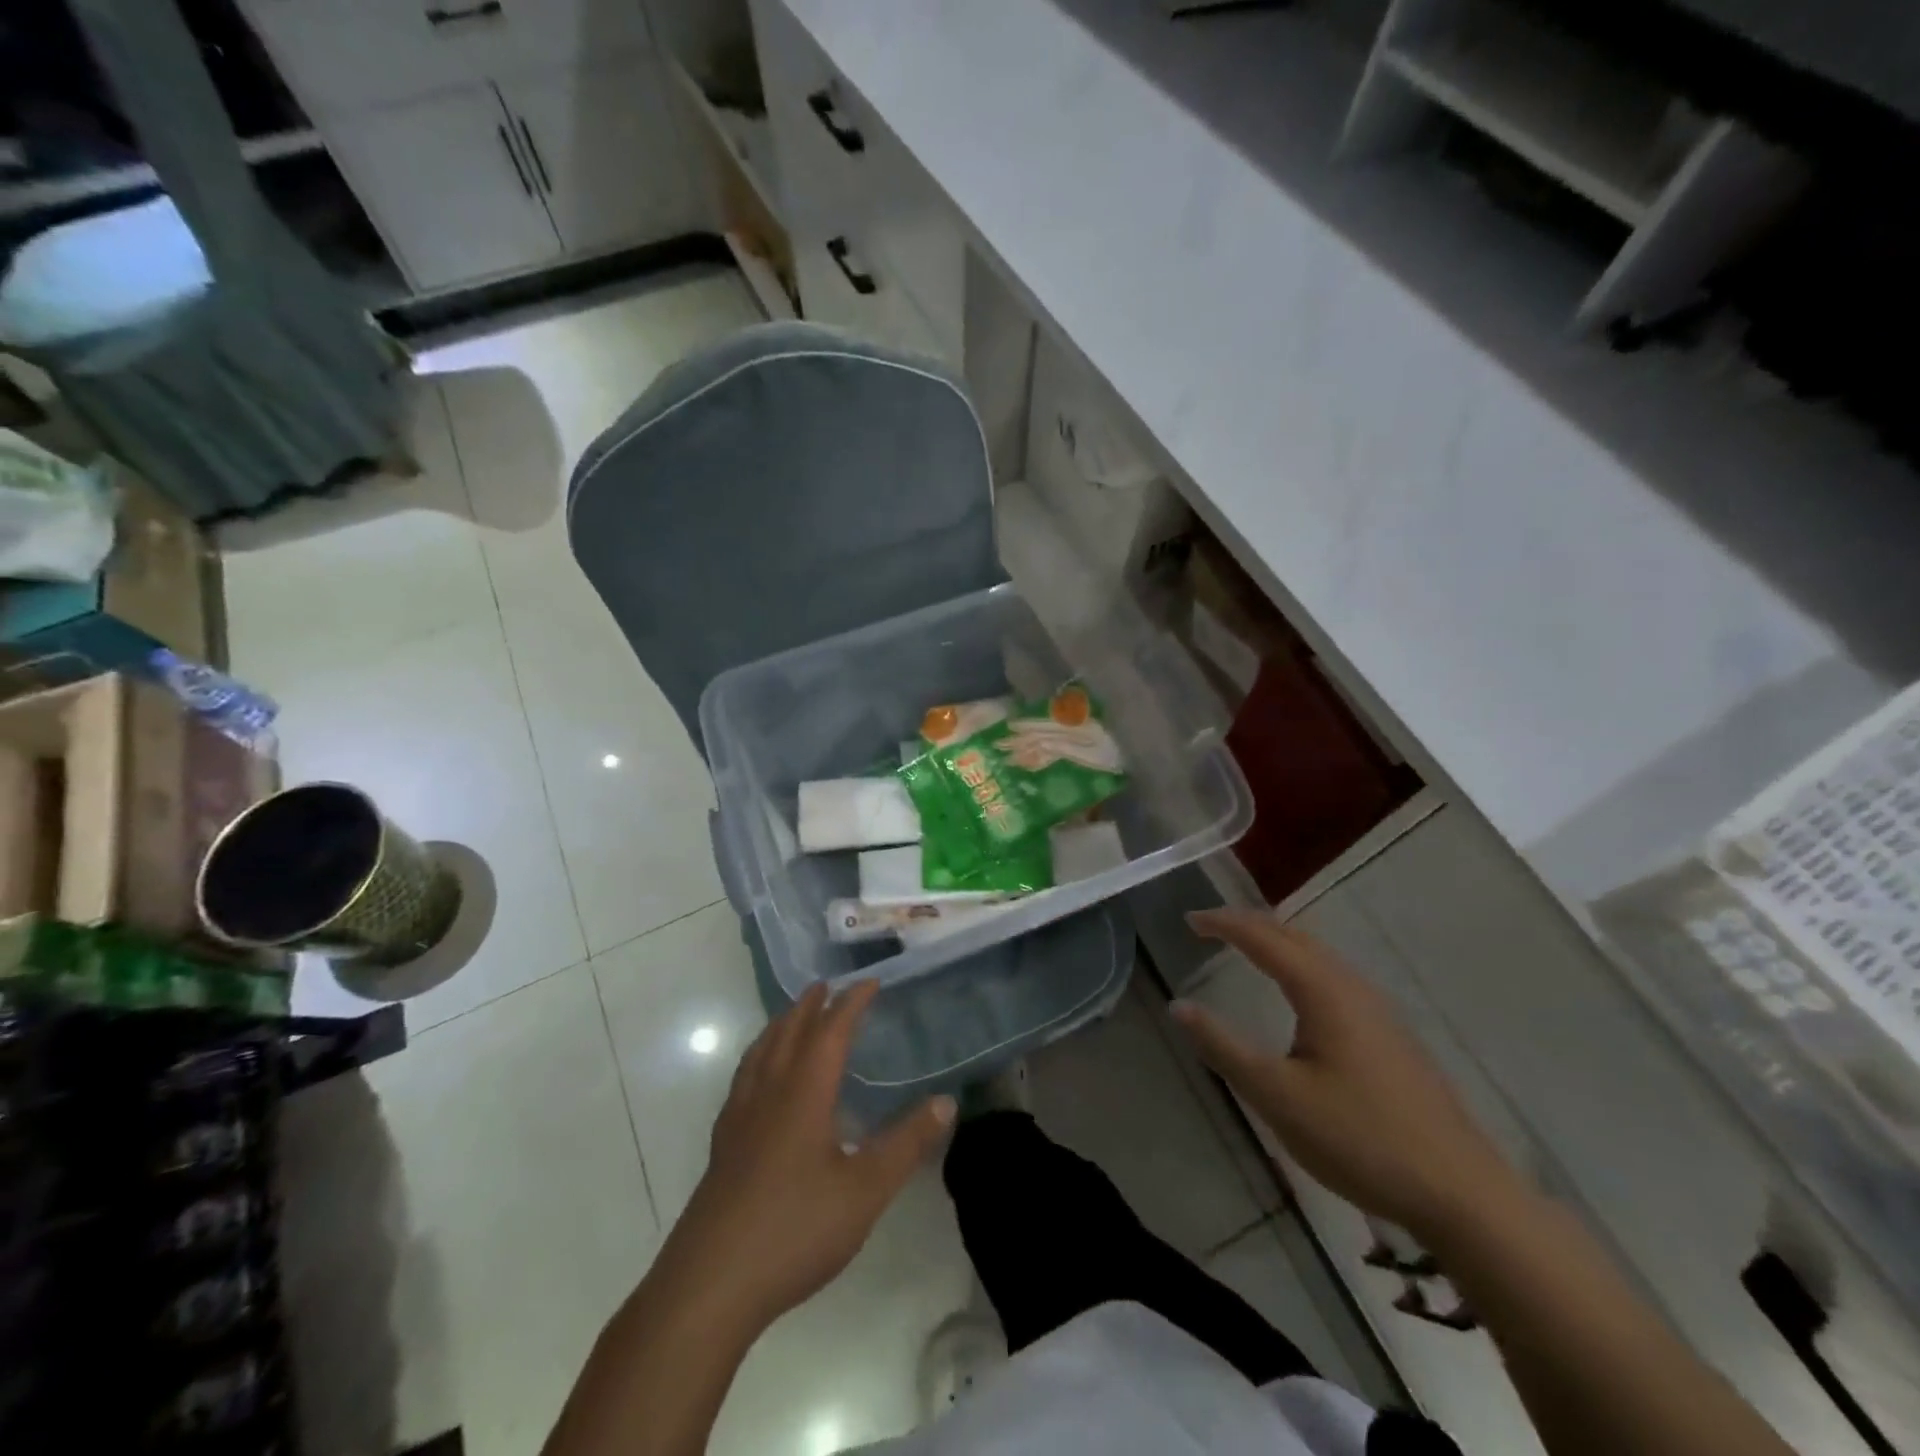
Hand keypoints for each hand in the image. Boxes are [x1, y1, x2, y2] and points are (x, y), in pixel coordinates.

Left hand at [668, 980, 954, 1328]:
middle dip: (811, 1005)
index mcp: (804, 1092)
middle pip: (789, 1032)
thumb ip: (907, 1143)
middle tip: (827, 986)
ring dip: (780, 1025)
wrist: (710, 1284)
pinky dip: (758, 1057)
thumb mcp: (866, 1190)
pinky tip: (760, 1079)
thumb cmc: (795, 1229)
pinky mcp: (723, 1145)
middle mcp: (769, 1093)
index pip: (830, 1031)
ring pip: (760, 1052)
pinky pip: (743, 1078)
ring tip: (793, 1016)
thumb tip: (946, 1101)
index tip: (870, 982)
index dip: (851, 1003)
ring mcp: (739, 1118)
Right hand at [1173, 909, 1523, 1240]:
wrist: (1462, 1193)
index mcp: (1323, 991)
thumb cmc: (1360, 1139)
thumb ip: (1224, 1048)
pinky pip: (1335, 977)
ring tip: (1246, 947)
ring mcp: (1379, 1011)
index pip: (1263, 938)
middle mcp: (1352, 987)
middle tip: (1211, 926)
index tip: (1189, 920)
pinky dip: (1301, 964)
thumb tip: (1179, 1006)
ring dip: (1279, 942)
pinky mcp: (1392, 1036)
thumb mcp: (1277, 1097)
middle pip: (1295, 937)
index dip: (1224, 924)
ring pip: (1320, 956)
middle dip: (1251, 924)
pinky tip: (1299, 993)